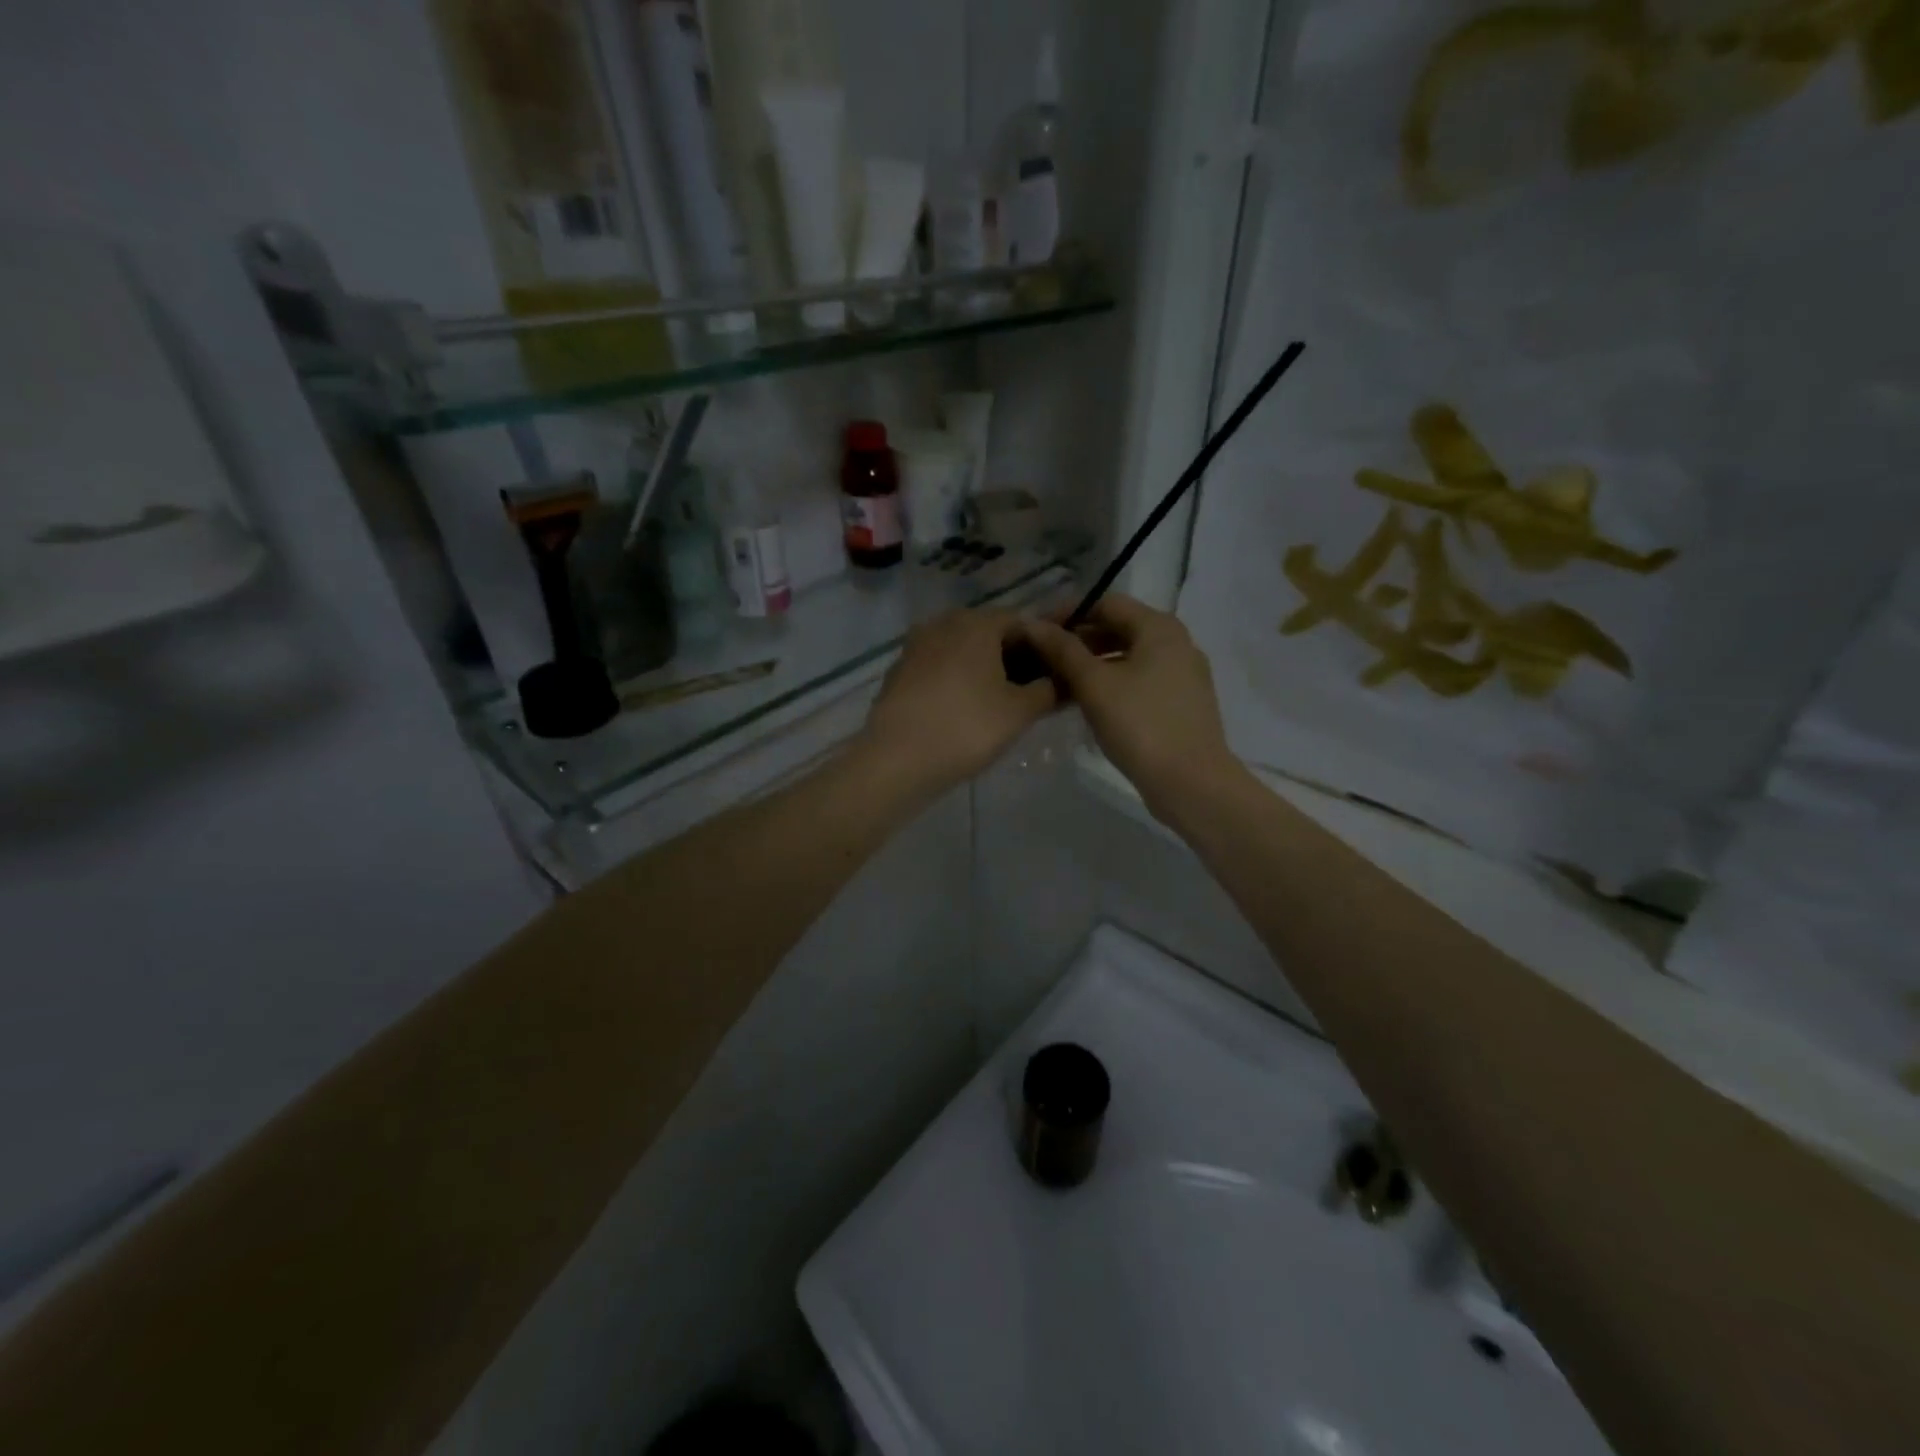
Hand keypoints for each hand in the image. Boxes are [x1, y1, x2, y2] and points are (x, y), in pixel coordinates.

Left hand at [859, 609, 1057, 796]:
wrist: (896, 761)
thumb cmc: (966, 728)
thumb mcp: (1019, 712)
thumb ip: (1048, 690)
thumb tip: (1065, 680)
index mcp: (976, 622)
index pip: (1023, 623)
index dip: (1045, 648)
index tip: (1057, 676)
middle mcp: (944, 623)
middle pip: (991, 634)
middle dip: (1015, 659)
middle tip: (1033, 694)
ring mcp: (916, 646)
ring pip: (963, 652)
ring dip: (986, 671)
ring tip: (1002, 706)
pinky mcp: (899, 671)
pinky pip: (940, 668)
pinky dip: (958, 681)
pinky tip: (965, 710)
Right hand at [1019, 595, 1240, 814]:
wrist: (1191, 782)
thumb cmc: (1140, 724)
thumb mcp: (1094, 684)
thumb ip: (1062, 650)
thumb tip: (1032, 624)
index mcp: (1159, 627)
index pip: (1106, 603)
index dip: (1068, 613)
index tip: (1036, 632)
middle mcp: (1176, 642)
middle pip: (1119, 628)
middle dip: (1079, 640)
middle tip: (1042, 659)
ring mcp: (1183, 673)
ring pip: (1129, 656)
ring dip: (1093, 663)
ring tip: (1059, 682)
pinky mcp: (1182, 702)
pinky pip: (1141, 679)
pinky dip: (1113, 682)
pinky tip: (1089, 703)